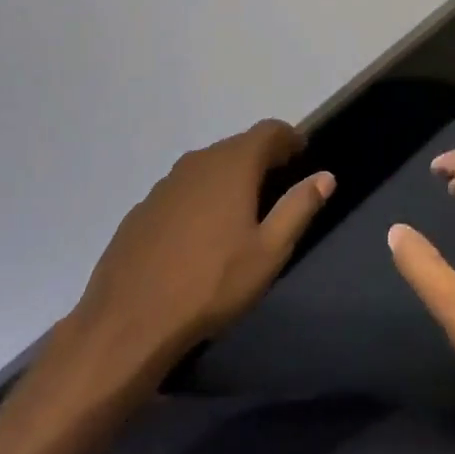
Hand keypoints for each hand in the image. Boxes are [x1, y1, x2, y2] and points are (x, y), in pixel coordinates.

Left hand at [63, 120, 333, 391]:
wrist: (129, 322)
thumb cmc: (212, 284)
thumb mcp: (269, 251)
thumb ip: (299, 207)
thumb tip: (325, 177)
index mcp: (232, 166)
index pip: (268, 131)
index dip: (289, 138)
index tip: (302, 155)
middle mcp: (197, 163)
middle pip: (237, 146)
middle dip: (261, 158)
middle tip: (278, 183)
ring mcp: (164, 185)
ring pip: (207, 167)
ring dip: (228, 177)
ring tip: (241, 210)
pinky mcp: (142, 209)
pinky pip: (182, 190)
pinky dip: (200, 198)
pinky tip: (200, 234)